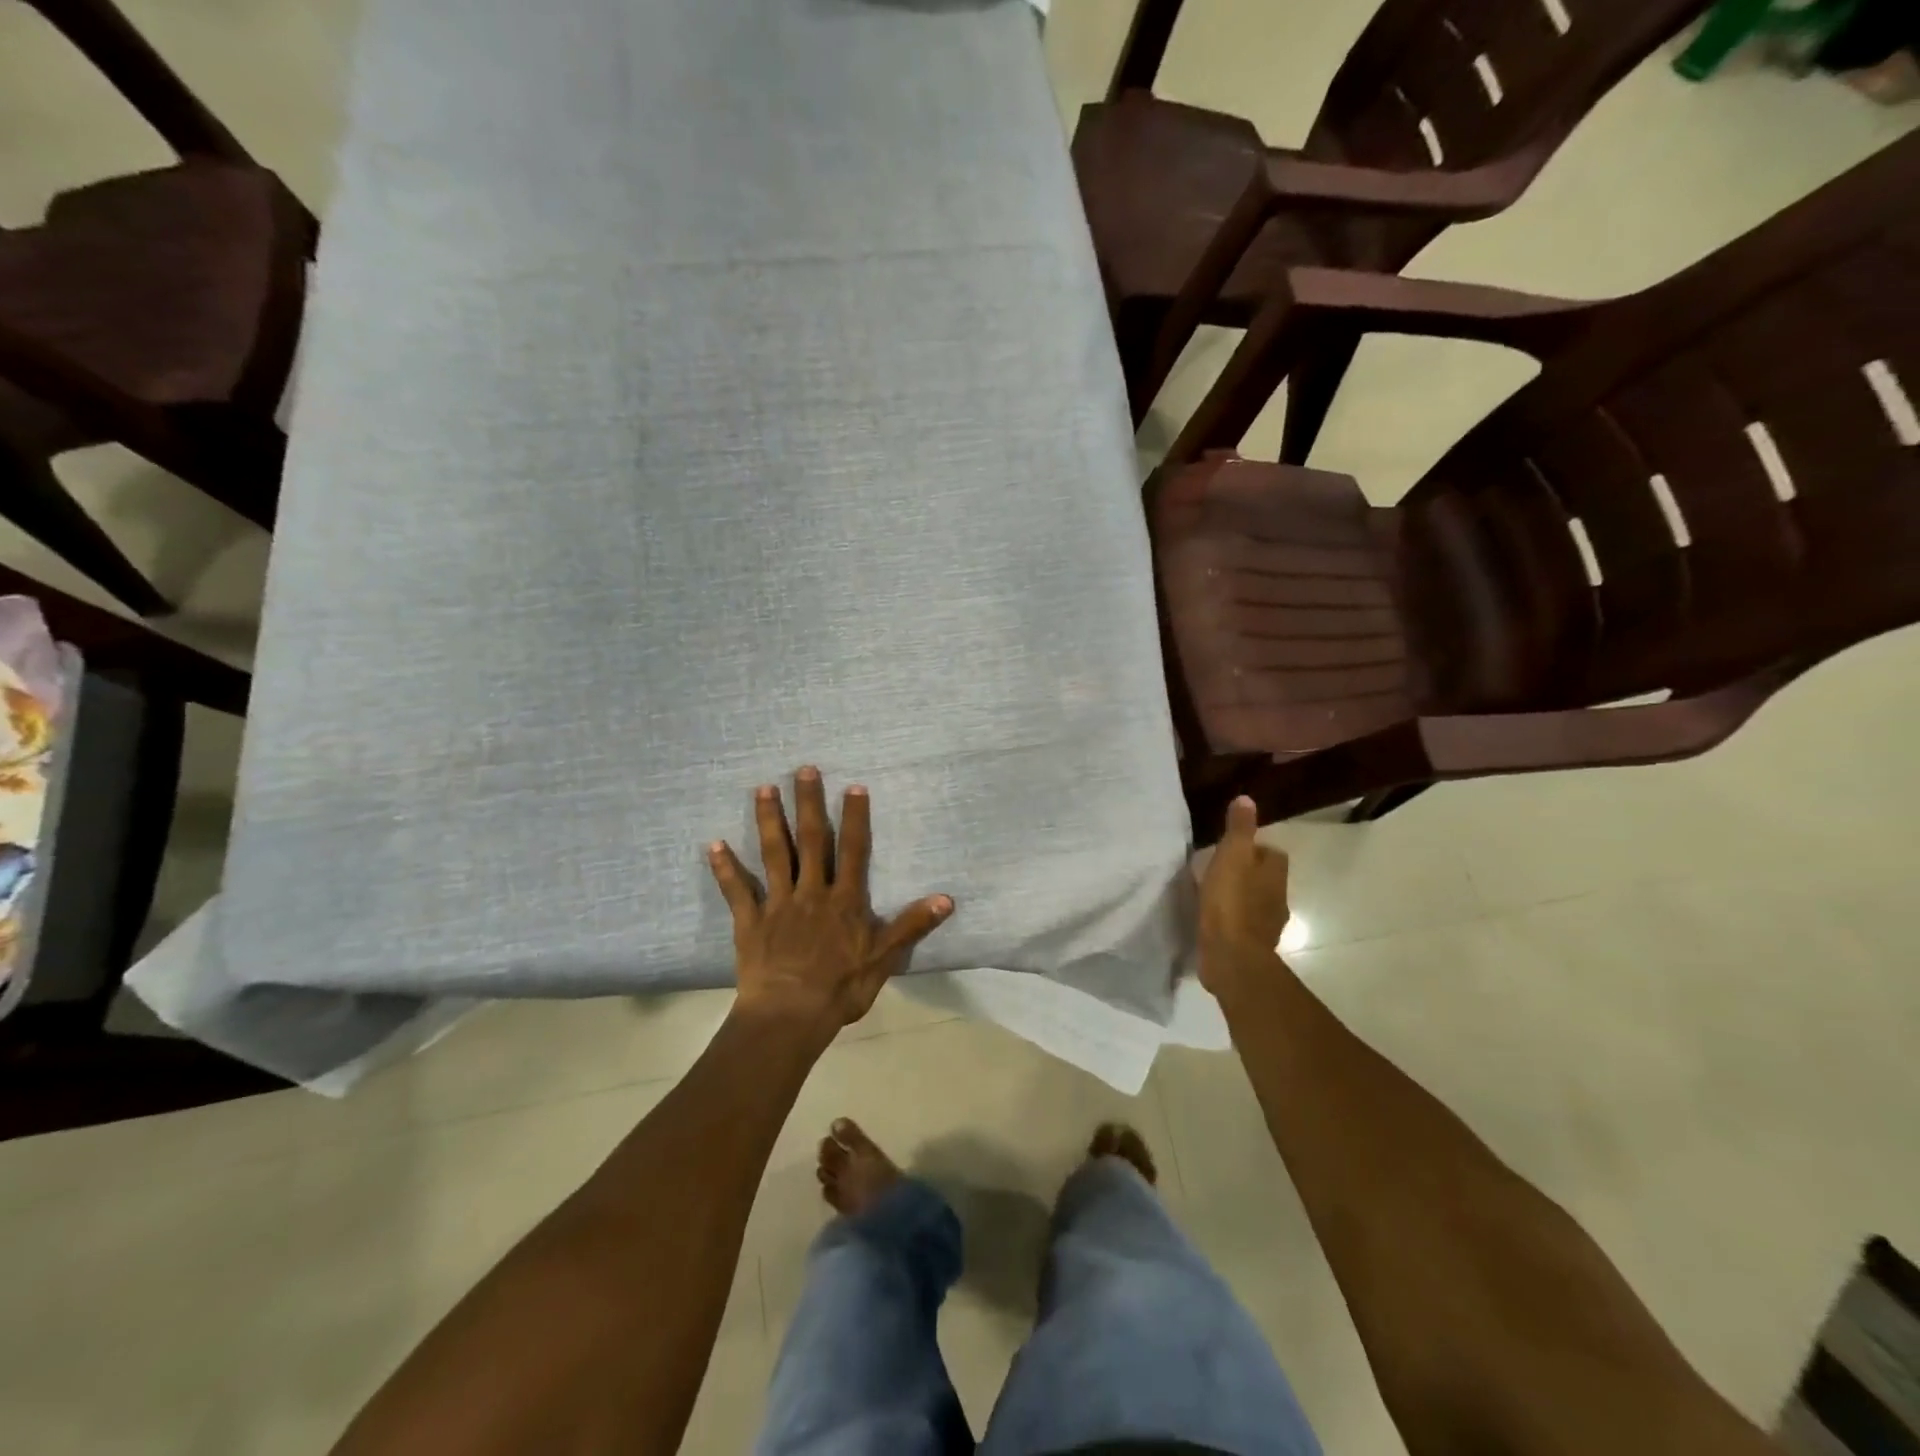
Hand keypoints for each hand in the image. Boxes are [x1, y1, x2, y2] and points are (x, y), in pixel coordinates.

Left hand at [707, 767, 952, 1035]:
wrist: (790, 1017)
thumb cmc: (841, 989)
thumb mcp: (884, 959)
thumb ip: (911, 926)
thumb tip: (946, 899)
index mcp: (844, 900)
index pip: (853, 850)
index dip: (855, 818)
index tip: (853, 786)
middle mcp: (811, 892)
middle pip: (811, 841)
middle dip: (809, 804)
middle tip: (803, 769)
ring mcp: (778, 904)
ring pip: (774, 854)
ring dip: (769, 821)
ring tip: (763, 788)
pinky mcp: (750, 922)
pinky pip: (737, 891)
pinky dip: (726, 868)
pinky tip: (714, 844)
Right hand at [1197, 796, 1290, 1001]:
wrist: (1231, 957)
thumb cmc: (1231, 902)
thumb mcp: (1231, 856)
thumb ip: (1239, 829)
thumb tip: (1247, 799)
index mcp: (1274, 875)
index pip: (1273, 854)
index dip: (1255, 849)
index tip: (1231, 849)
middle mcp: (1277, 899)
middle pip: (1265, 879)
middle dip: (1247, 874)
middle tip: (1218, 870)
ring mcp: (1266, 926)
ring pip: (1255, 903)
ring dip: (1239, 897)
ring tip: (1212, 894)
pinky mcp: (1251, 947)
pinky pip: (1243, 926)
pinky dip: (1232, 920)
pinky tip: (1212, 920)